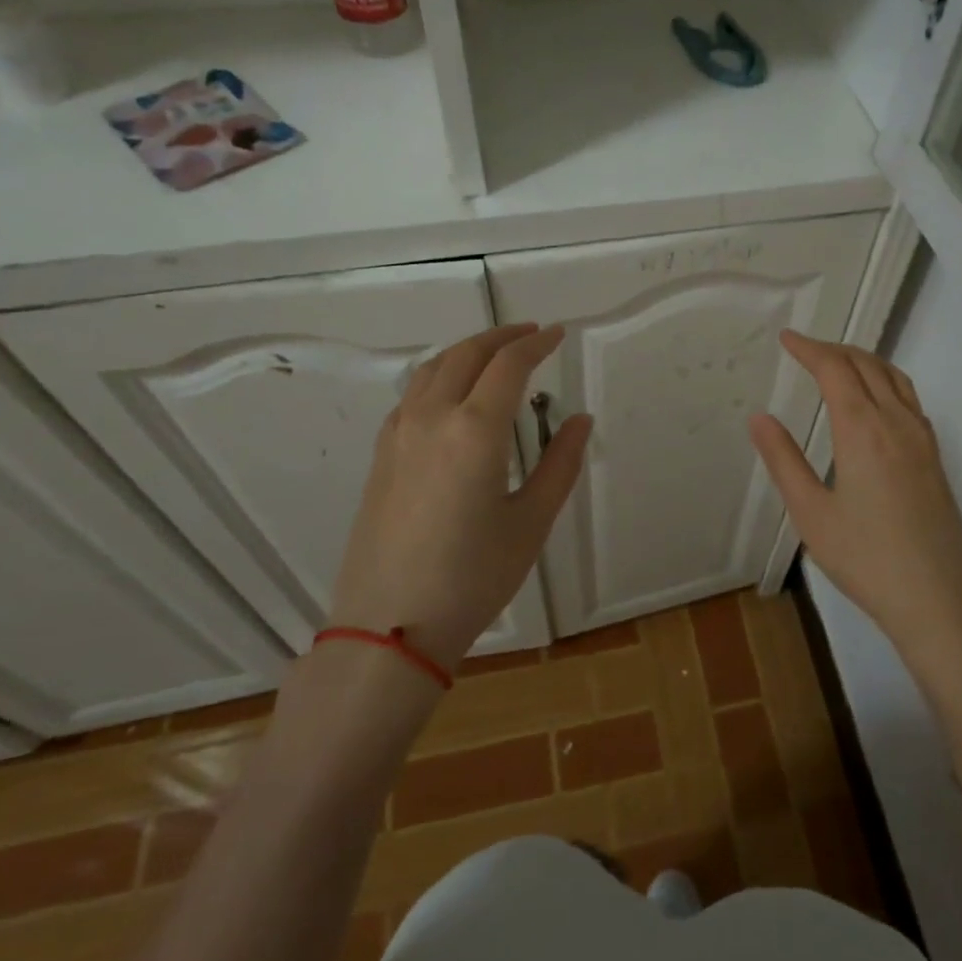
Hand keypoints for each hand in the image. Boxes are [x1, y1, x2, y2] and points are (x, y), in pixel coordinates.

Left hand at [330, 324, 590, 670]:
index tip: (557, 334)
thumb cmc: (472, 577)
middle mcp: (431, 418)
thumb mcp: (531, 522)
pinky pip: (412, 395)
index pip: (508, 365)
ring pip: (432, 369)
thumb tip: (581, 419)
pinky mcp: (381, 455)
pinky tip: (452, 396)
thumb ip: (560, 464)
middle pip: (466, 355)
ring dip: (466, 351)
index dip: (536, 343)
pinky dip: (439, 376)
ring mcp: (398, 435)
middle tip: (530, 334)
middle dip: (501, 337)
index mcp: (474, 429)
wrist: (390, 626)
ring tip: (494, 355)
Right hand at [748, 331, 961, 663]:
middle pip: (867, 365)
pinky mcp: (935, 457)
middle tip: (803, 349)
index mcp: (864, 430)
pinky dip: (885, 381)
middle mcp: (898, 423)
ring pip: (894, 378)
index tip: (786, 338)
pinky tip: (873, 401)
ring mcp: (923, 439)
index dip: (809, 348)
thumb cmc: (865, 559)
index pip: (835, 369)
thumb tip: (759, 418)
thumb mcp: (811, 513)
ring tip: (836, 364)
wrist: (939, 600)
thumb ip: (784, 460)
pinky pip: (909, 399)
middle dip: (834, 349)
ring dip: (863, 361)